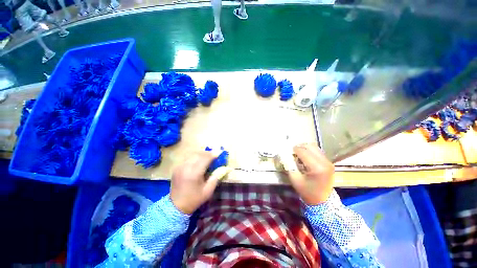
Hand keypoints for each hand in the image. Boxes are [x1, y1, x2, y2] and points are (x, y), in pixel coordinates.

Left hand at [170, 151, 230, 213]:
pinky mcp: (176, 168)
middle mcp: (186, 167)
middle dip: (208, 153)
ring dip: (201, 154)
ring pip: (192, 155)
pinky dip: (194, 157)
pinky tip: (198, 161)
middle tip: (214, 155)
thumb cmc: (194, 199)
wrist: (176, 206)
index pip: (205, 158)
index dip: (213, 155)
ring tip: (207, 157)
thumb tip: (224, 168)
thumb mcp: (208, 191)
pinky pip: (187, 158)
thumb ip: (216, 177)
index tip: (219, 153)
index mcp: (195, 173)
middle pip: (199, 154)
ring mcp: (180, 167)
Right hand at [285, 143, 334, 204]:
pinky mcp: (329, 162)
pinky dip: (309, 151)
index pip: (303, 151)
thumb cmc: (307, 191)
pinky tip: (305, 157)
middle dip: (299, 147)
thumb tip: (284, 154)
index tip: (287, 151)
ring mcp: (328, 162)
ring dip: (304, 148)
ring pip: (314, 147)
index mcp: (317, 168)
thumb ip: (289, 165)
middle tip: (292, 152)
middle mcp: (325, 162)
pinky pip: (317, 151)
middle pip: (310, 146)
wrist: (322, 201)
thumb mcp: (295, 179)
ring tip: (298, 154)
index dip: (293, 150)